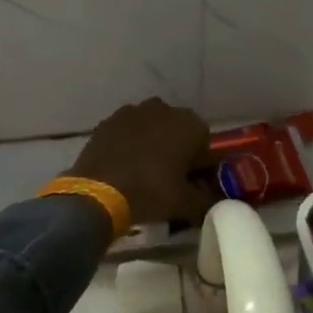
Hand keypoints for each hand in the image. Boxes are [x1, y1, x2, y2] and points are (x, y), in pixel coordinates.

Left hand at [68, 98, 214, 226]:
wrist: (98, 192)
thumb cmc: (151, 192)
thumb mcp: (186, 204)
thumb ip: (205, 201)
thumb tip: (213, 203)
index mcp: (190, 124)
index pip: (205, 142)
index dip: (199, 162)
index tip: (191, 180)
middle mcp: (164, 109)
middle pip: (177, 130)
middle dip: (176, 148)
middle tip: (169, 176)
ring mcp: (132, 111)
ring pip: (151, 127)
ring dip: (152, 143)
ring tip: (143, 171)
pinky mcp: (108, 121)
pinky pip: (126, 131)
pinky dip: (128, 144)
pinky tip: (123, 166)